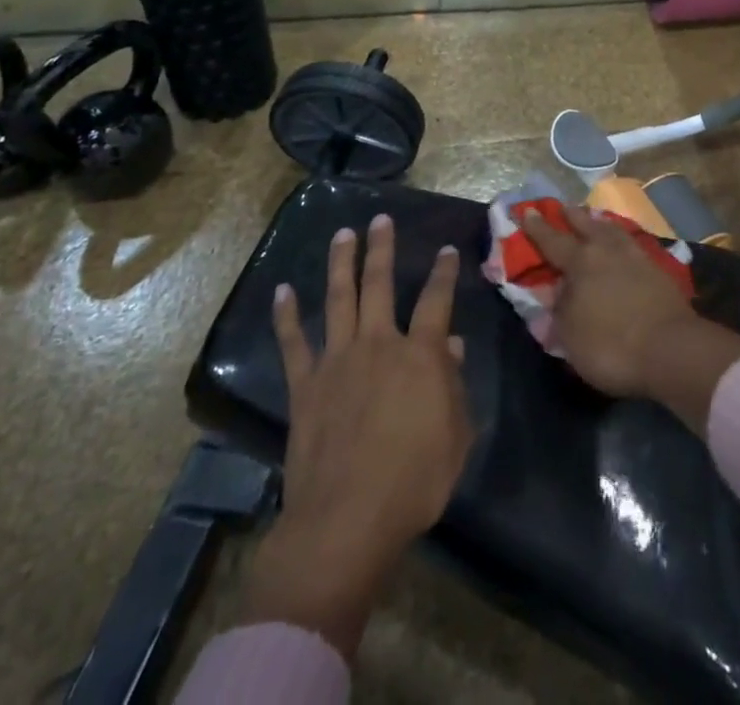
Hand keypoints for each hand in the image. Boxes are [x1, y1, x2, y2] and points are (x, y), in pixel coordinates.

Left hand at [241, 215, 471, 658]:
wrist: (346, 521)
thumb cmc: (413, 482)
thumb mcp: (455, 436)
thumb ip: (454, 387)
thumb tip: (452, 347)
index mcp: (421, 355)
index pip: (437, 300)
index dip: (444, 273)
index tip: (447, 250)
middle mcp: (379, 344)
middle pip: (380, 284)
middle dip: (381, 248)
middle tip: (380, 219)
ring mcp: (337, 361)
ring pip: (339, 299)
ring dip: (341, 264)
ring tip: (342, 234)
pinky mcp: (305, 386)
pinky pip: (294, 342)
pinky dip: (288, 315)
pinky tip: (284, 291)